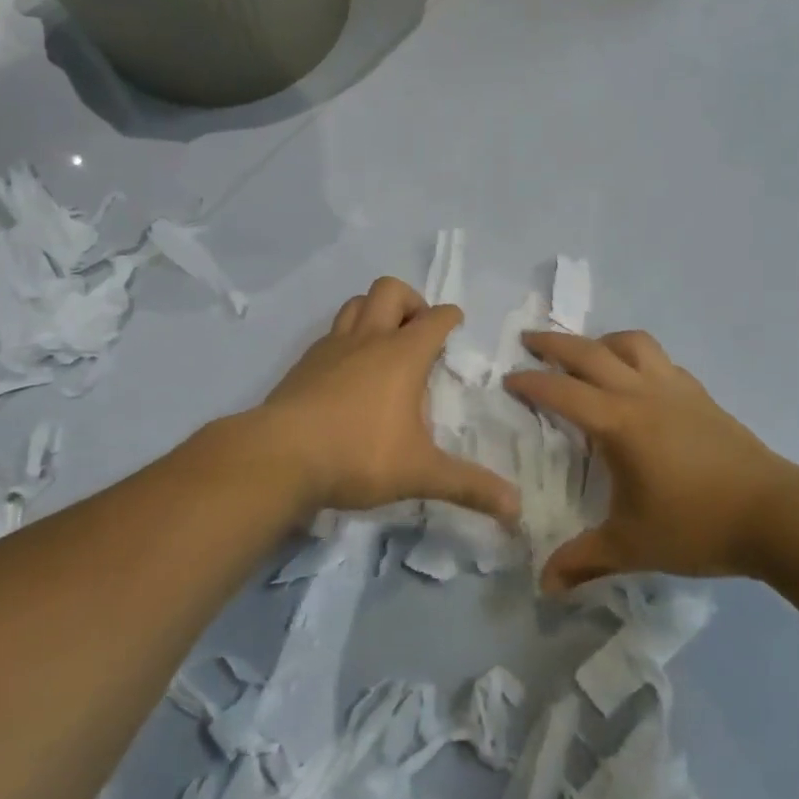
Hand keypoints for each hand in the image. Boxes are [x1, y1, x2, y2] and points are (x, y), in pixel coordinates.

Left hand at [260, 277, 519, 523]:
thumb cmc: (358, 455)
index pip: (435, 318)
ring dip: (374, 311)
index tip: (456, 323)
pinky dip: (346, 338)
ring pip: (356, 303)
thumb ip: (469, 487)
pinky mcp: (304, 362)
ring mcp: (332, 347)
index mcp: (402, 355)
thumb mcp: (420, 473)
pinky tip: (347, 370)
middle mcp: (368, 339)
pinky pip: (331, 332)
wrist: (280, 456)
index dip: (450, 316)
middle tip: (418, 331)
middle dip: (410, 301)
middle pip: (390, 290)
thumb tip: (517, 508)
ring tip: (384, 342)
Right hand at [505, 329, 798, 591]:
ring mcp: (674, 388)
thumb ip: (584, 560)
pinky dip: (636, 357)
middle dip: (554, 344)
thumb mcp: (632, 546)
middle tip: (529, 340)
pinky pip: (659, 360)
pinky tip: (637, 380)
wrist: (776, 514)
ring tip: (586, 354)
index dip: (531, 383)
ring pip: (632, 343)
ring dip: (601, 342)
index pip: (562, 391)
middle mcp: (642, 392)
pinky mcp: (699, 394)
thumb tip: (544, 585)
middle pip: (590, 352)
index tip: (508, 379)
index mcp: (618, 422)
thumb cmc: (697, 525)